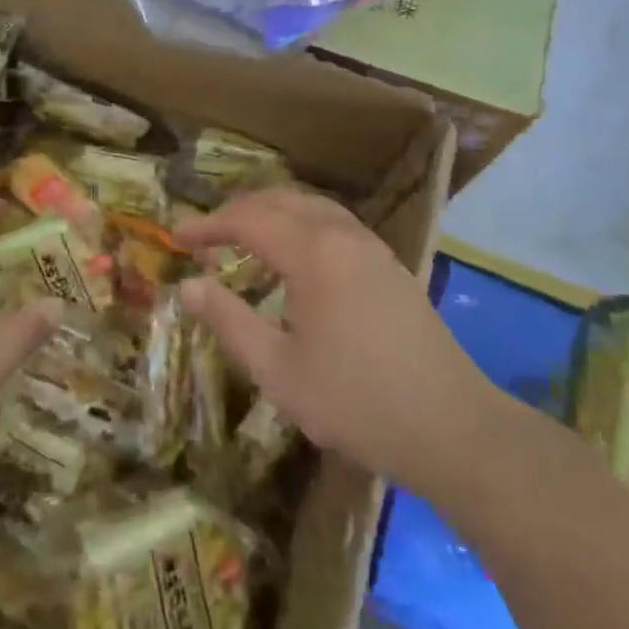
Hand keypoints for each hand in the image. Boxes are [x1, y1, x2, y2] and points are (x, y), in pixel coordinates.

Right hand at [176, 187, 494, 494]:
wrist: (452, 427)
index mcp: (313, 251)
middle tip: (206, 236)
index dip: (207, 225)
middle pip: (281, 201)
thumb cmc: (356, 401)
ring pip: (312, 207)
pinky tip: (295, 256)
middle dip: (238, 212)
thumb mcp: (278, 370)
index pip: (248, 219)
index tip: (176, 238)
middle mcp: (343, 234)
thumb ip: (229, 320)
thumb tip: (189, 286)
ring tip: (244, 237)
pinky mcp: (390, 265)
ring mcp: (372, 247)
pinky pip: (334, 223)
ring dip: (272, 213)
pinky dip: (301, 224)